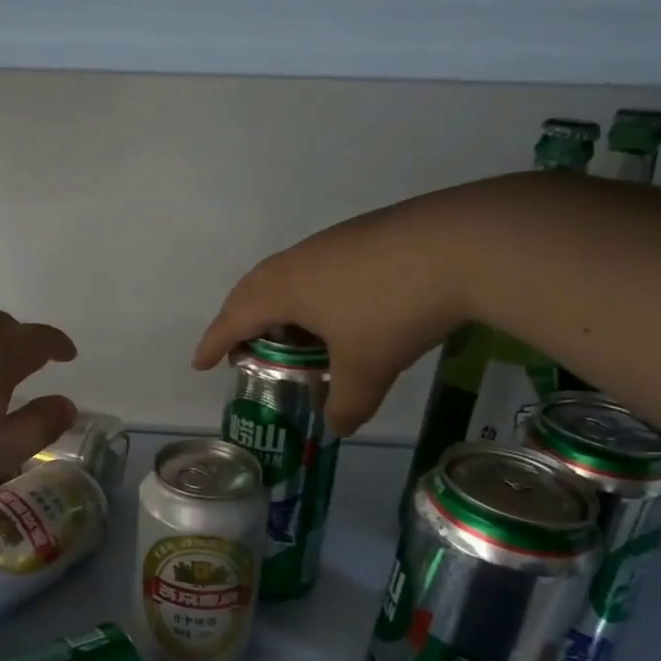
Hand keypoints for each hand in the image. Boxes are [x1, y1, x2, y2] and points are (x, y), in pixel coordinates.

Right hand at [192, 180, 506, 435]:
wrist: (461, 245)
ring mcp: (332, 242)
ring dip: (277, 304)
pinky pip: (318, 268)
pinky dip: (311, 293)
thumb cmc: (392, 310)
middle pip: (252, 289)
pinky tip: (340, 310)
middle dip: (239, 319)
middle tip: (241, 348)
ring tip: (291, 333)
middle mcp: (299, 260)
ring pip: (287, 275)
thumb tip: (337, 427)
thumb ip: (345, 404)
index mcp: (284, 289)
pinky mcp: (365, 234)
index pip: (234, 318)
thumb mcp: (367, 370)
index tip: (199, 362)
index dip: (214, 343)